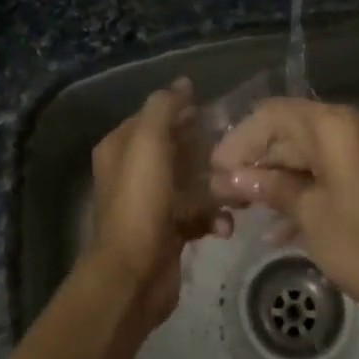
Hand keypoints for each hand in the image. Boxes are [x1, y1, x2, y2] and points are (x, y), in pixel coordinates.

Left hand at [84, 78, 217, 326]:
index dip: (182, 111)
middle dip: (205, 149)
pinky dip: (213, 217)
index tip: (215, 112)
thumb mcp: (149, 142)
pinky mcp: (168, 231)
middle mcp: (132, 172)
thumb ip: (164, 108)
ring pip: (190, 182)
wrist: (134, 274)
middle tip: (235, 150)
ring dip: (215, 185)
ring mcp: (150, 203)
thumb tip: (182, 83)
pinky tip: (225, 224)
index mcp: (121, 147)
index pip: (154, 116)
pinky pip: (196, 214)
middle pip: (175, 148)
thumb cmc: (140, 201)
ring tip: (237, 190)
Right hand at [209, 99, 358, 321]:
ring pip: (310, 152)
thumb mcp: (309, 214)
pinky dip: (305, 187)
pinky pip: (331, 170)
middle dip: (257, 158)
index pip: (274, 115)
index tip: (215, 167)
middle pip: (292, 130)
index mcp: (337, 127)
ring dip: (277, 175)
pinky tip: (276, 225)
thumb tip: (228, 177)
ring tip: (242, 205)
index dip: (240, 138)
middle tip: (224, 188)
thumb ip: (268, 186)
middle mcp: (355, 126)